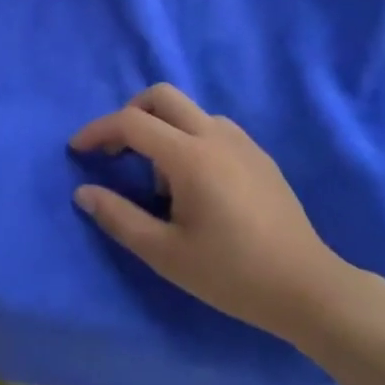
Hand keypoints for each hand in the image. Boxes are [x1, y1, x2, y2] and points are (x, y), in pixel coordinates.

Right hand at [70, 84, 355, 344]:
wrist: (307, 288)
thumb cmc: (231, 274)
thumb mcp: (165, 253)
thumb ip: (119, 218)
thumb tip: (83, 192)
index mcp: (191, 157)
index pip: (132, 122)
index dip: (98, 131)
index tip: (77, 150)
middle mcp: (216, 136)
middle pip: (162, 96)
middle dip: (130, 113)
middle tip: (115, 150)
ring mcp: (242, 142)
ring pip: (189, 110)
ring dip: (161, 128)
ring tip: (157, 179)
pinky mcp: (259, 156)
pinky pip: (212, 127)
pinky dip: (187, 138)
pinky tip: (192, 184)